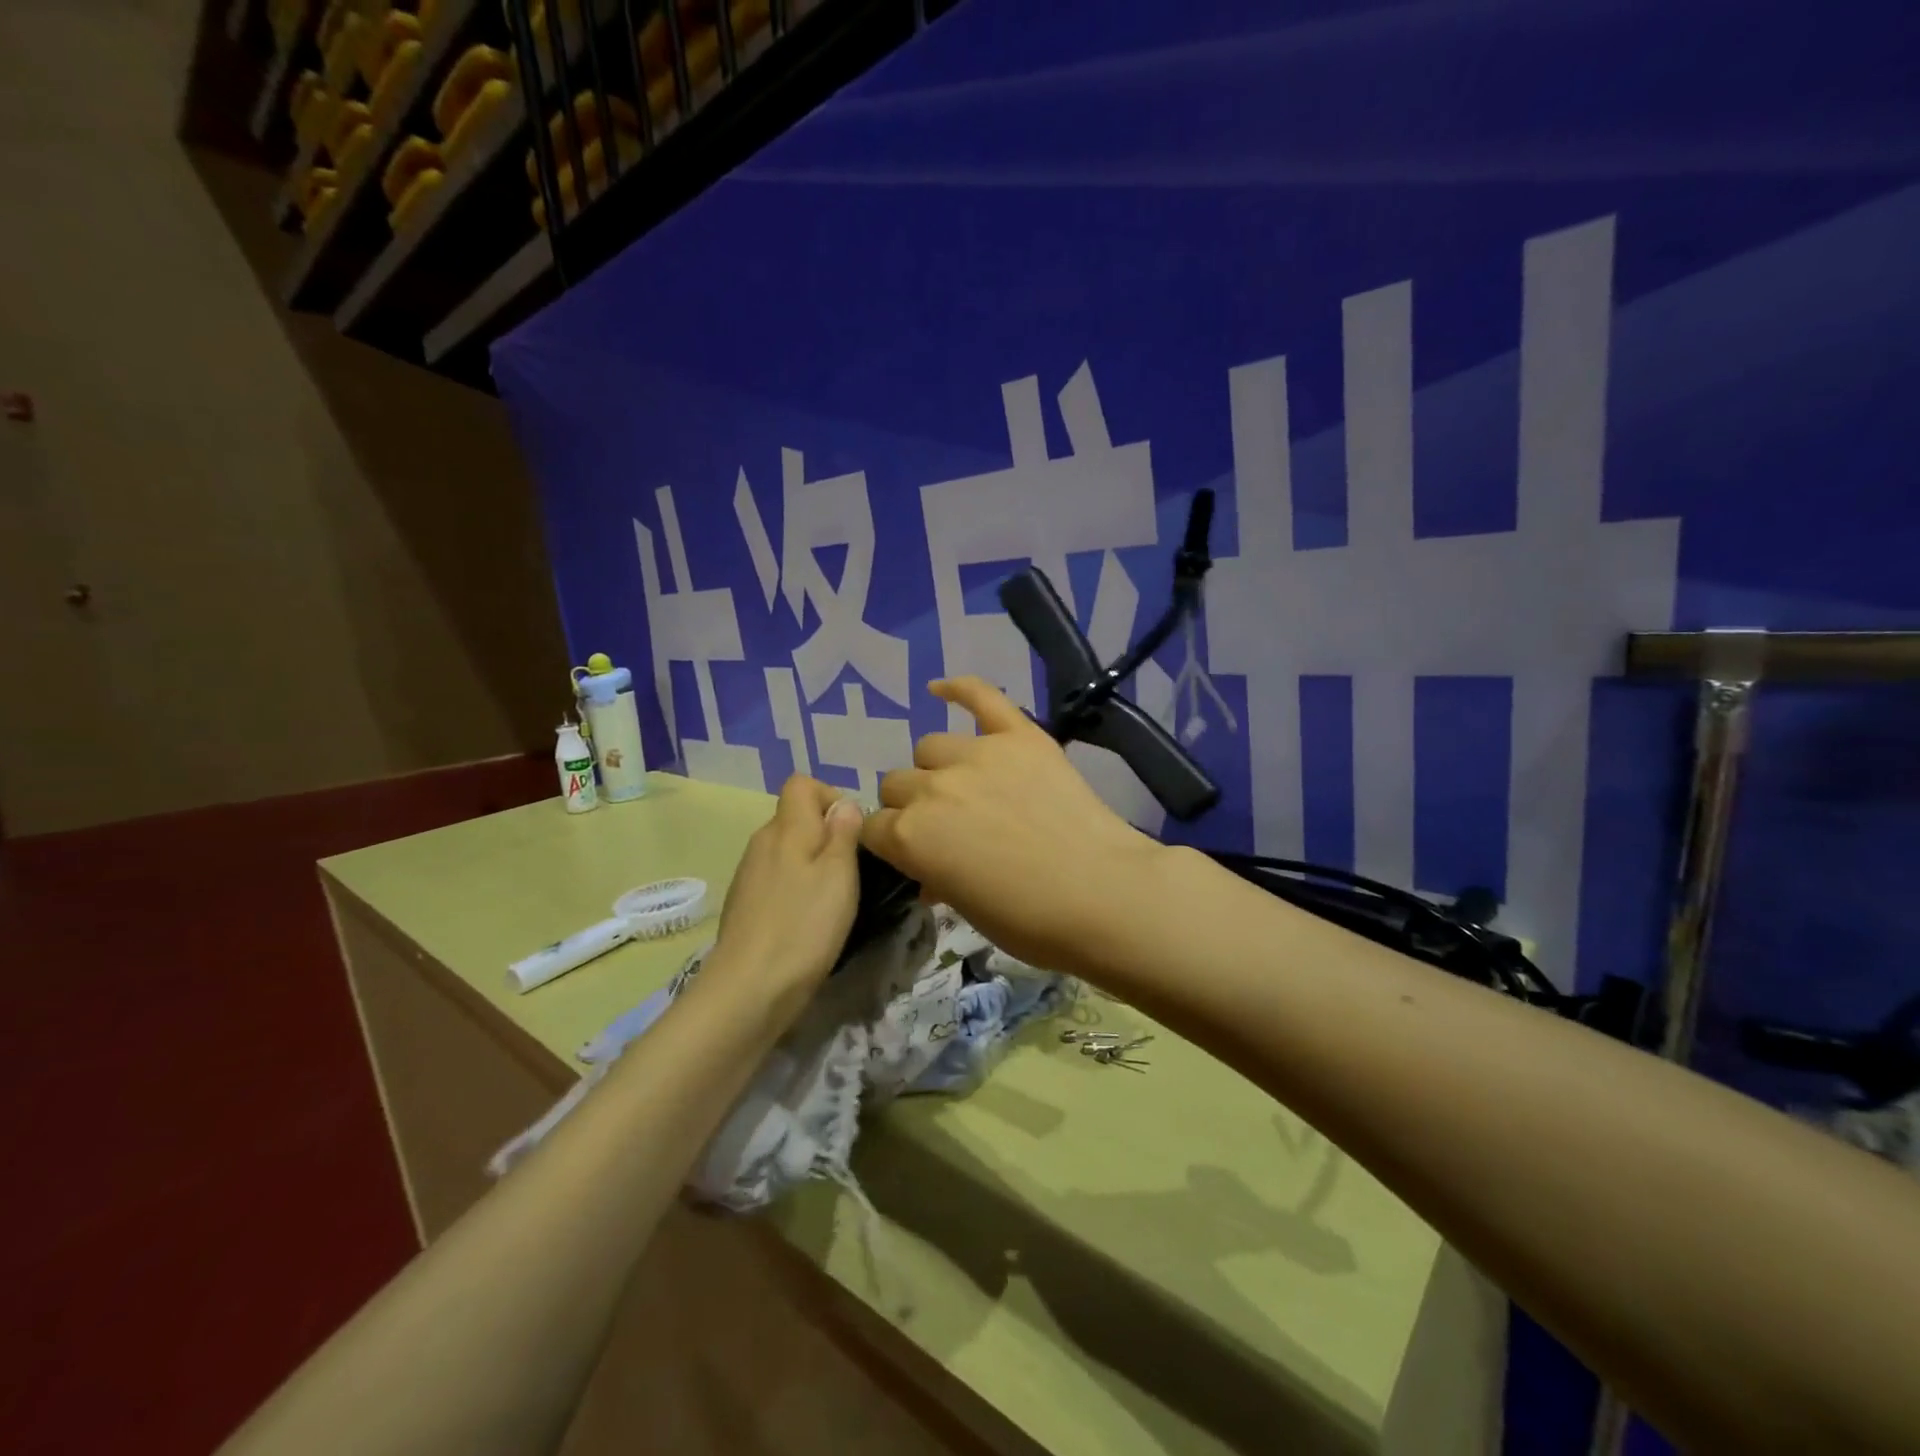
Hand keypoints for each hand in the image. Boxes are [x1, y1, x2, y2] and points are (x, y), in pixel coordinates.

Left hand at [706, 776, 863, 1010]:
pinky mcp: (744, 904)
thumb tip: (844, 803)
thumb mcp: (839, 874)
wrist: (750, 988)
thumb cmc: (805, 925)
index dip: (829, 796)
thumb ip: (843, 832)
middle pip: (794, 817)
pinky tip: (806, 919)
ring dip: (810, 863)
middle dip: (824, 833)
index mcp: (786, 827)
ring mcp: (748, 874)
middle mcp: (762, 842)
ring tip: (832, 897)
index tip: (851, 830)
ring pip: (785, 850)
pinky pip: (775, 878)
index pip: (801, 784)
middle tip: (850, 869)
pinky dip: (794, 887)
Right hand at [863, 677, 1168, 975]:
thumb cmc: (1031, 921)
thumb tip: (929, 875)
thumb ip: (935, 879)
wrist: (1103, 894)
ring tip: (966, 787)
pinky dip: (959, 689)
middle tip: (944, 826)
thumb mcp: (967, 910)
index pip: (874, 828)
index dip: (889, 842)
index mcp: (911, 837)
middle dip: (910, 806)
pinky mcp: (1019, 735)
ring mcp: (977, 754)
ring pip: (929, 746)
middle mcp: (932, 788)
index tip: (910, 853)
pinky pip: (981, 697)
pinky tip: (940, 689)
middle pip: (896, 783)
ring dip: (938, 768)